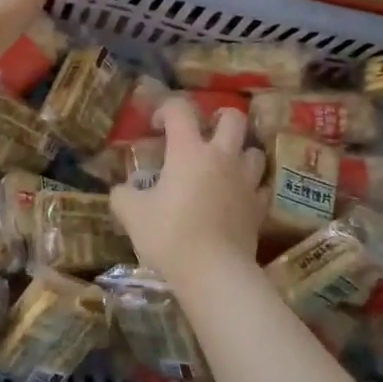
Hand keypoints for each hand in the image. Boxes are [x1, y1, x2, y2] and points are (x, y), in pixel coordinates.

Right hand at [111, 96, 266, 292]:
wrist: (213, 272)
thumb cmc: (169, 235)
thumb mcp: (132, 214)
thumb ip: (123, 196)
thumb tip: (122, 190)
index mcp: (188, 151)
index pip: (180, 110)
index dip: (166, 109)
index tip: (156, 126)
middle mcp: (222, 157)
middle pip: (234, 119)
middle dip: (219, 118)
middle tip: (204, 133)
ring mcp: (246, 182)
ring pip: (254, 150)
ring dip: (240, 152)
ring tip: (224, 165)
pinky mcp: (259, 208)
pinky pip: (261, 186)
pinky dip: (251, 186)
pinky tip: (238, 196)